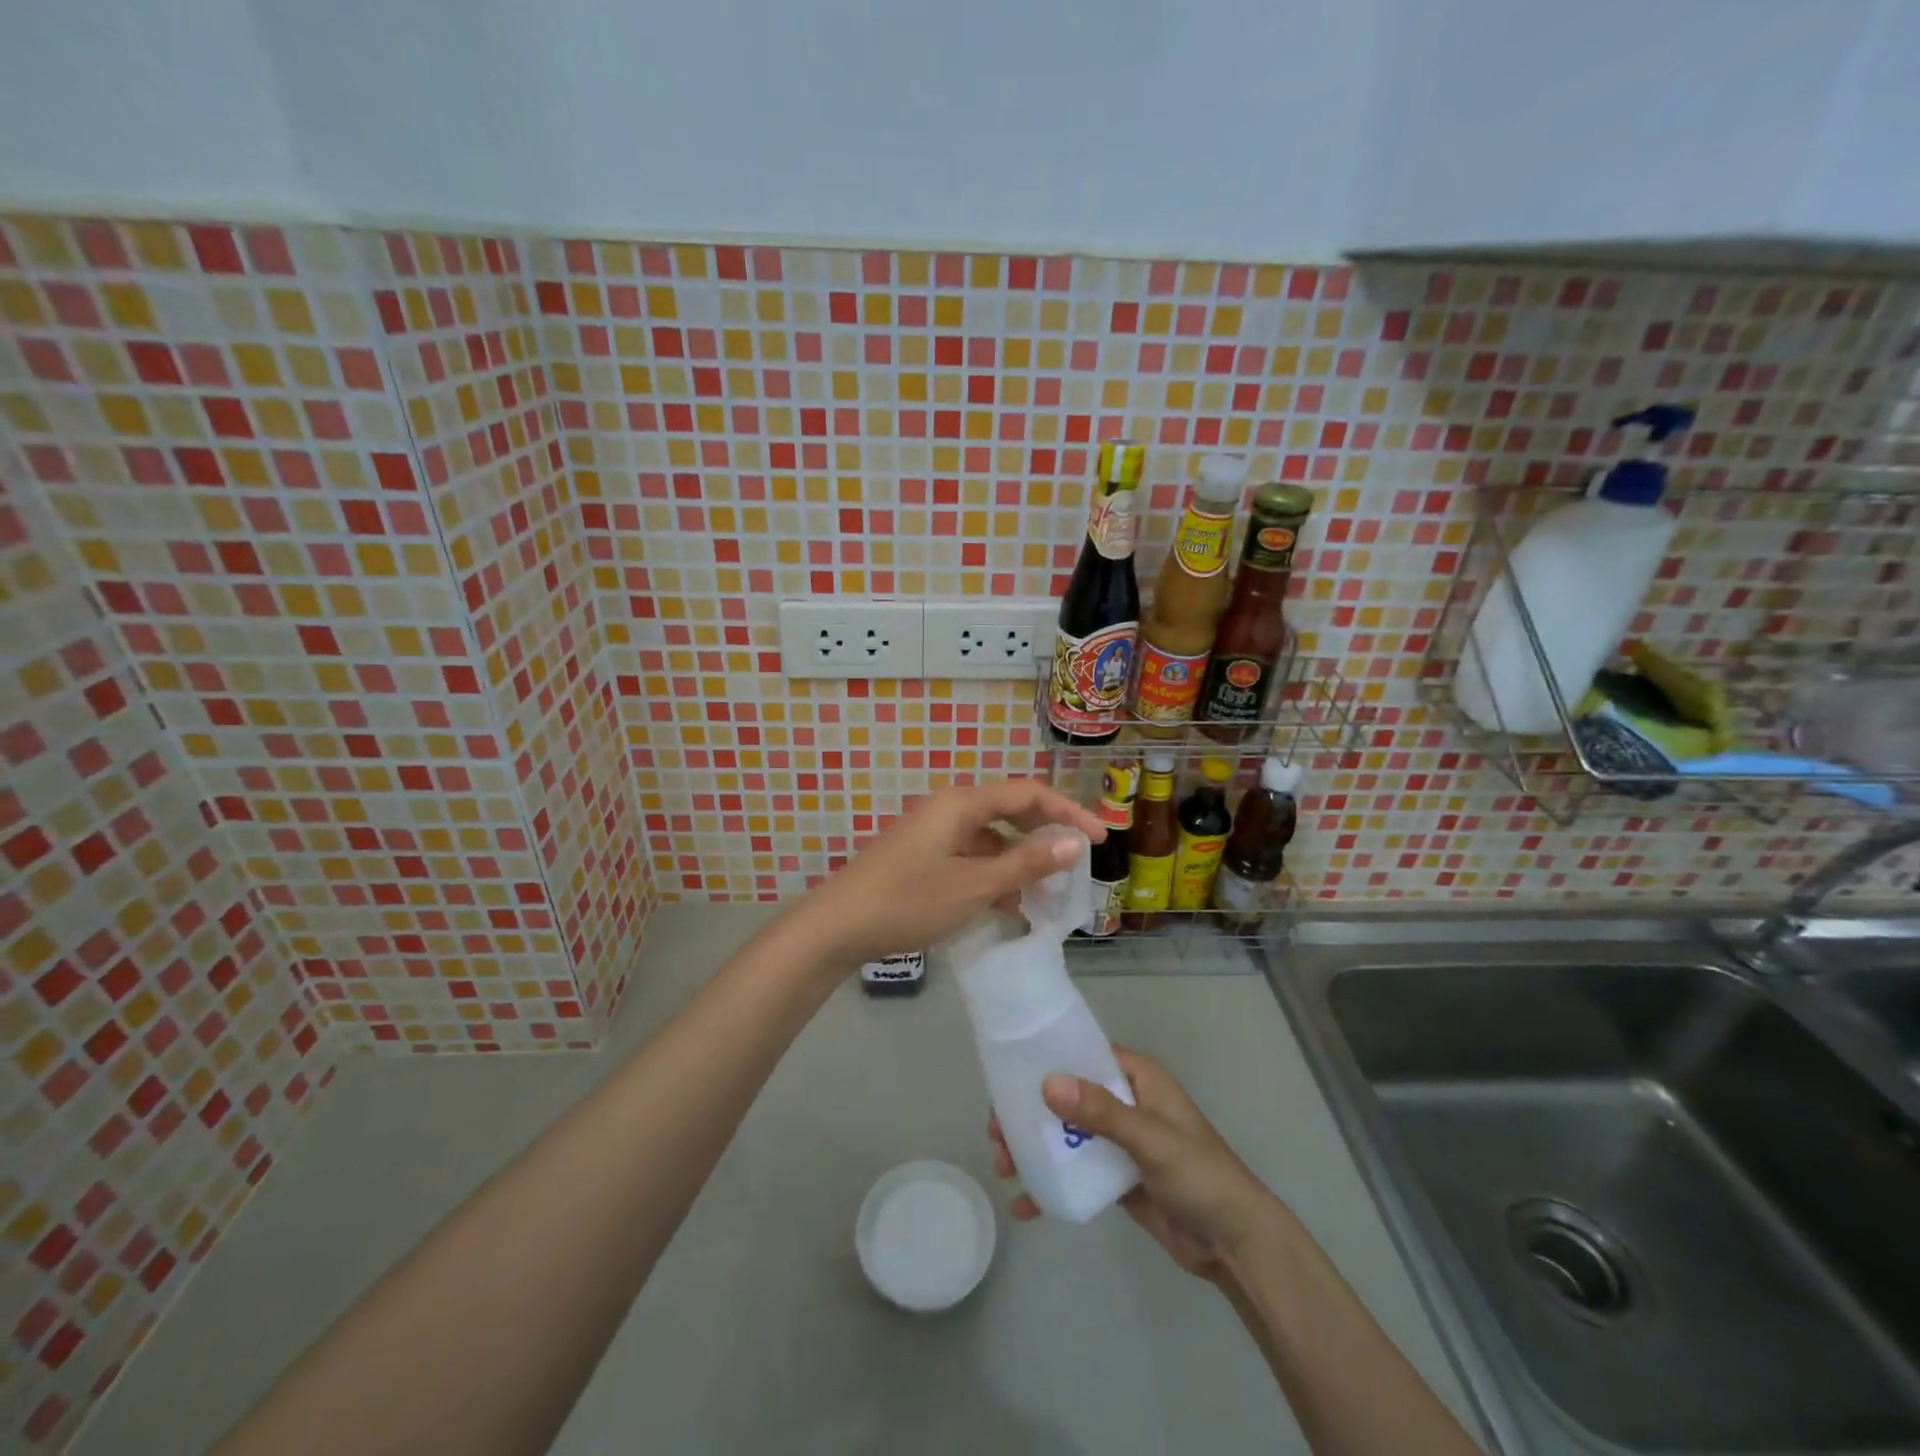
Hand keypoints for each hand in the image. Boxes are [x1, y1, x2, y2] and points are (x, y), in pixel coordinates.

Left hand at [788, 779, 1105, 966]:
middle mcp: (949, 808)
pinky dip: (994, 874)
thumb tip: (1073, 841)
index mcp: (962, 803)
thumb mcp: (974, 886)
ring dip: (1020, 859)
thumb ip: (1025, 863)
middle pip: (1010, 810)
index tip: (1099, 839)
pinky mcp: (923, 856)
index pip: (1028, 793)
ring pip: (990, 837)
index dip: (1068, 812)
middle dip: (1045, 834)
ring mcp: (933, 832)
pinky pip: (971, 855)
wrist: (837, 926)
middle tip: (1076, 862)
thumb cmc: (909, 901)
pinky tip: (1008, 904)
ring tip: (1046, 893)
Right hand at [990, 1046, 1278, 1281]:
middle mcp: (1126, 1102)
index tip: (1007, 1073)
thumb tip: (1047, 1082)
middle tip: (996, 1131)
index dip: (1046, 1059)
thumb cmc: (1201, 1176)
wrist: (1237, 1247)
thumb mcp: (1151, 1139)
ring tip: (1004, 1166)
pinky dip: (1051, 1183)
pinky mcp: (1117, 1178)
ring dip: (1035, 1146)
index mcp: (1137, 1078)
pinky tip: (1026, 1204)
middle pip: (1068, 1095)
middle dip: (1031, 1110)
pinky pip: (1076, 1171)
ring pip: (1067, 1133)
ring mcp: (1120, 1142)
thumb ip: (1101, 1112)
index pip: (1084, 1053)